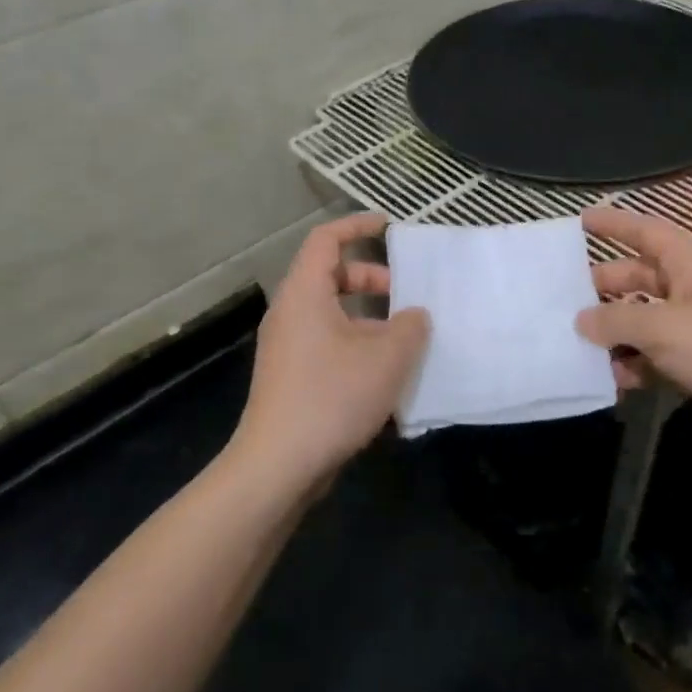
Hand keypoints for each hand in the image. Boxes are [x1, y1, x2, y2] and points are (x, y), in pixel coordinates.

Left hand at [233, 212, 428, 489]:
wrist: (277, 466)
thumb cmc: (332, 397)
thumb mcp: (386, 357)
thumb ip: (410, 327)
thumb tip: (414, 316)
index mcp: (305, 294)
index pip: (326, 239)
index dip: (357, 226)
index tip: (390, 227)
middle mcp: (290, 313)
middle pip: (330, 276)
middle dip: (371, 278)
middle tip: (406, 295)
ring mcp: (287, 347)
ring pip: (332, 314)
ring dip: (369, 318)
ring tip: (404, 340)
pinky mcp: (291, 377)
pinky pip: (327, 343)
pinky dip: (356, 344)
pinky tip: (385, 374)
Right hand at [579, 206, 691, 457]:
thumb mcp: (663, 328)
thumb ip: (616, 320)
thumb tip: (581, 320)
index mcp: (686, 263)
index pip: (644, 231)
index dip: (613, 223)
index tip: (580, 219)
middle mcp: (688, 288)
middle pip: (635, 278)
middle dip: (600, 288)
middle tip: (559, 299)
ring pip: (641, 320)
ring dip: (613, 333)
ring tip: (574, 346)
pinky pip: (653, 355)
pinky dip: (633, 364)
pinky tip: (609, 380)